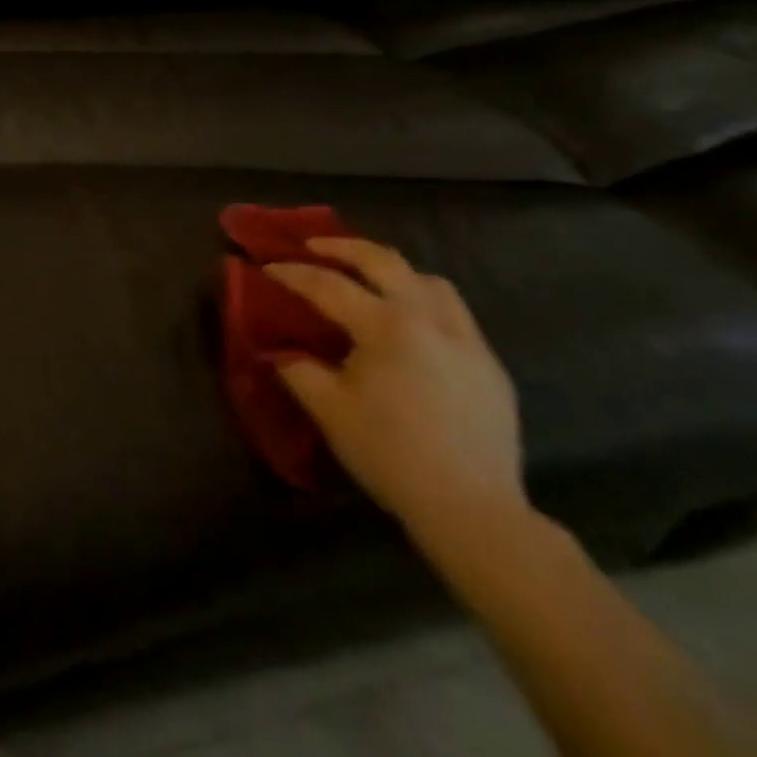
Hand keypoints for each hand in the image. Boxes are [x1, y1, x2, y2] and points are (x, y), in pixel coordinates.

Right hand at [264, 240, 524, 546]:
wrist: (473, 509)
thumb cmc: (391, 455)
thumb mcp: (329, 411)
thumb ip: (298, 370)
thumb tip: (277, 351)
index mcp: (386, 326)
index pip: (329, 285)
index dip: (293, 273)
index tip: (266, 266)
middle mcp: (429, 319)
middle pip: (384, 261)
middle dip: (343, 247)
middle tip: (314, 247)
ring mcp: (467, 340)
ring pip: (429, 280)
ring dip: (393, 270)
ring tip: (369, 279)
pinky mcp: (489, 365)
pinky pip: (454, 313)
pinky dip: (424, 301)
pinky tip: (411, 326)